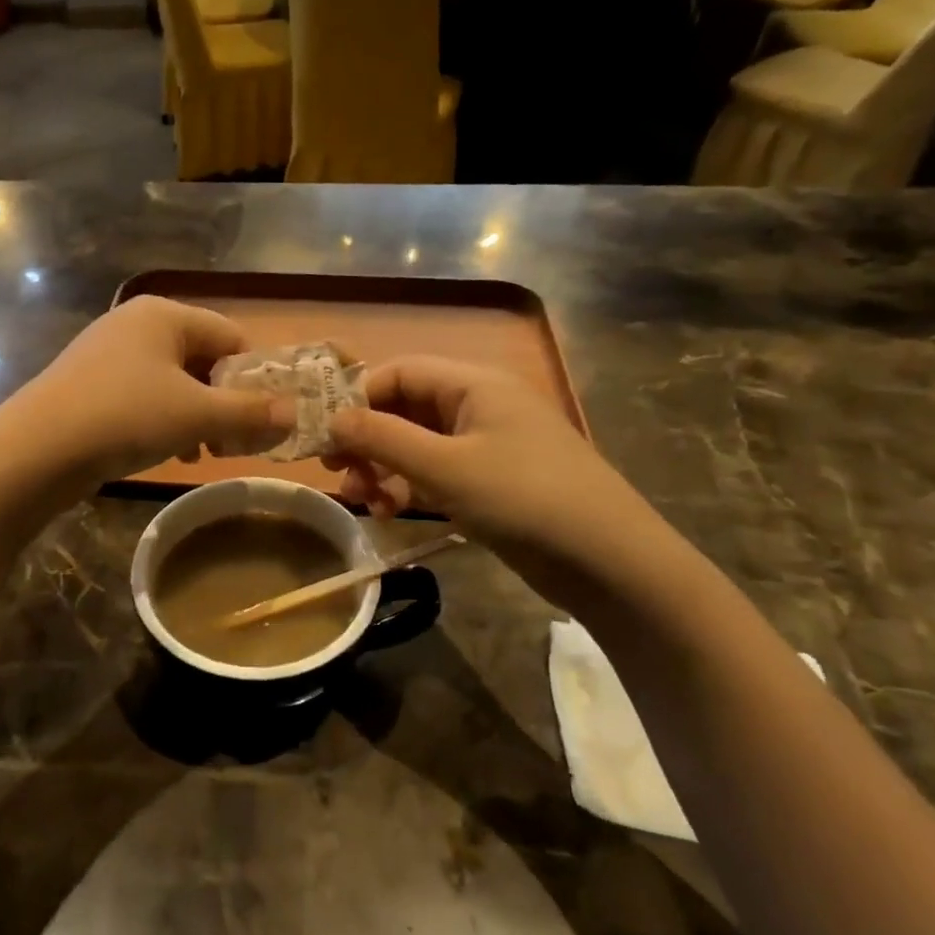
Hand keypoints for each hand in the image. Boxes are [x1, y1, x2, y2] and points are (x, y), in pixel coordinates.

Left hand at [12, 297, 292, 484]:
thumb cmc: (125, 417)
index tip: (265, 419)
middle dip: (225, 401)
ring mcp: (107, 353)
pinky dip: (165, 420)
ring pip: (173, 381)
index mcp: (165, 314)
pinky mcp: (89, 384)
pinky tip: (171, 452)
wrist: (36, 450)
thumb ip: (250, 413)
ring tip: (205, 452)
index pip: (231, 337)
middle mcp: (135, 324)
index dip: (255, 378)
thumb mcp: (197, 416)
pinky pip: (143, 395)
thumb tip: (296, 414)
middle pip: (202, 359)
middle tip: (236, 442)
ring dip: (197, 416)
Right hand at [324, 357, 662, 601]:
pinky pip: (438, 471)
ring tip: (364, 501)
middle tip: (335, 472)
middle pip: (406, 407)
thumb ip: (382, 438)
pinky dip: (411, 486)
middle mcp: (479, 405)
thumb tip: (331, 419)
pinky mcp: (493, 480)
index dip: (356, 397)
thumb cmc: (524, 499)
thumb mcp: (444, 467)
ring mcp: (488, 444)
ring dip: (385, 467)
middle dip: (367, 438)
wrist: (610, 562)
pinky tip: (392, 511)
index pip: (399, 372)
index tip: (323, 435)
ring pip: (418, 443)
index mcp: (473, 384)